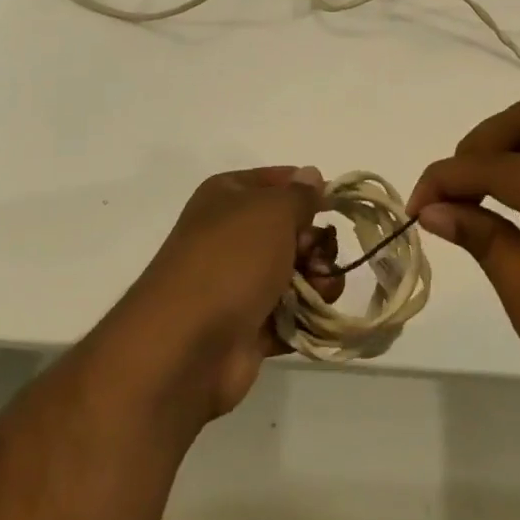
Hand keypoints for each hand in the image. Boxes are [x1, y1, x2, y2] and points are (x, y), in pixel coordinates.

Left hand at [103, 166, 342, 419]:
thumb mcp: (272, 211)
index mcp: (228, 196)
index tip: (332, 206)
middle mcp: (231, 234)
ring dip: (317, 280)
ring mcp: (238, 282)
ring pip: (296, 272)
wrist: (187, 344)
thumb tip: (311, 174)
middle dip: (315, 243)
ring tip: (319, 291)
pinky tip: (312, 318)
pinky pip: (290, 313)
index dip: (307, 191)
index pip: (278, 180)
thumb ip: (299, 194)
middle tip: (316, 256)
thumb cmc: (231, 260)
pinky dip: (305, 315)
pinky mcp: (248, 325)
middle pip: (292, 229)